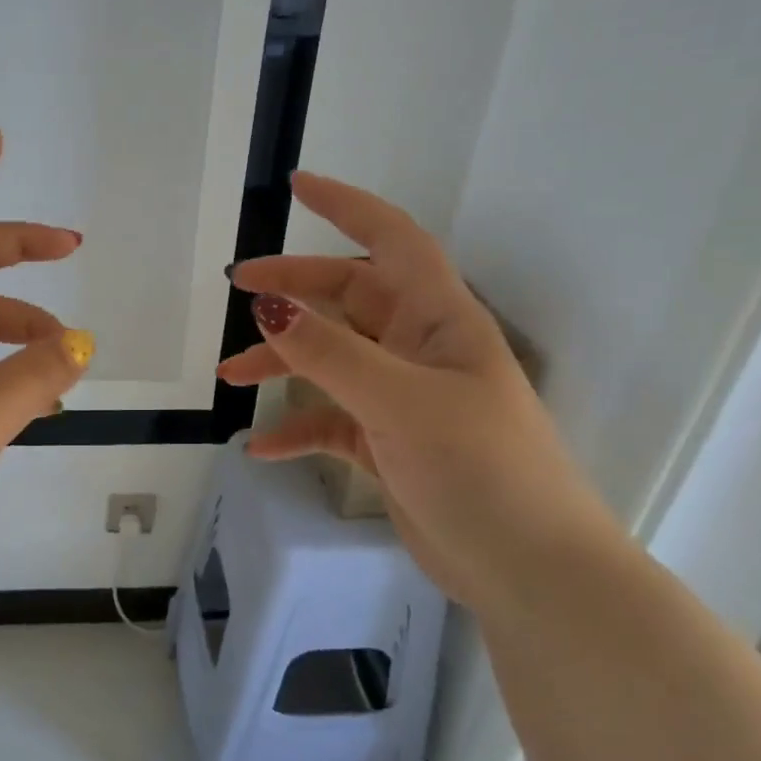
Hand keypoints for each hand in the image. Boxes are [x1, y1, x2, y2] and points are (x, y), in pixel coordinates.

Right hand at [219, 172, 616, 608]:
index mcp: (438, 318)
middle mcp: (419, 348)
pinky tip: (261, 448)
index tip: (297, 187)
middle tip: (238, 288)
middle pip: (348, 297)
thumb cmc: (481, 468)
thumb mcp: (399, 402)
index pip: (391, 239)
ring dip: (281, 363)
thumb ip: (329, 353)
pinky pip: (330, 420)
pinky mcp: (389, 443)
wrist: (531, 572)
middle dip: (294, 289)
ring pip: (330, 359)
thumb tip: (266, 304)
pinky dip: (296, 428)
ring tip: (229, 378)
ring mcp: (402, 396)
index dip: (347, 206)